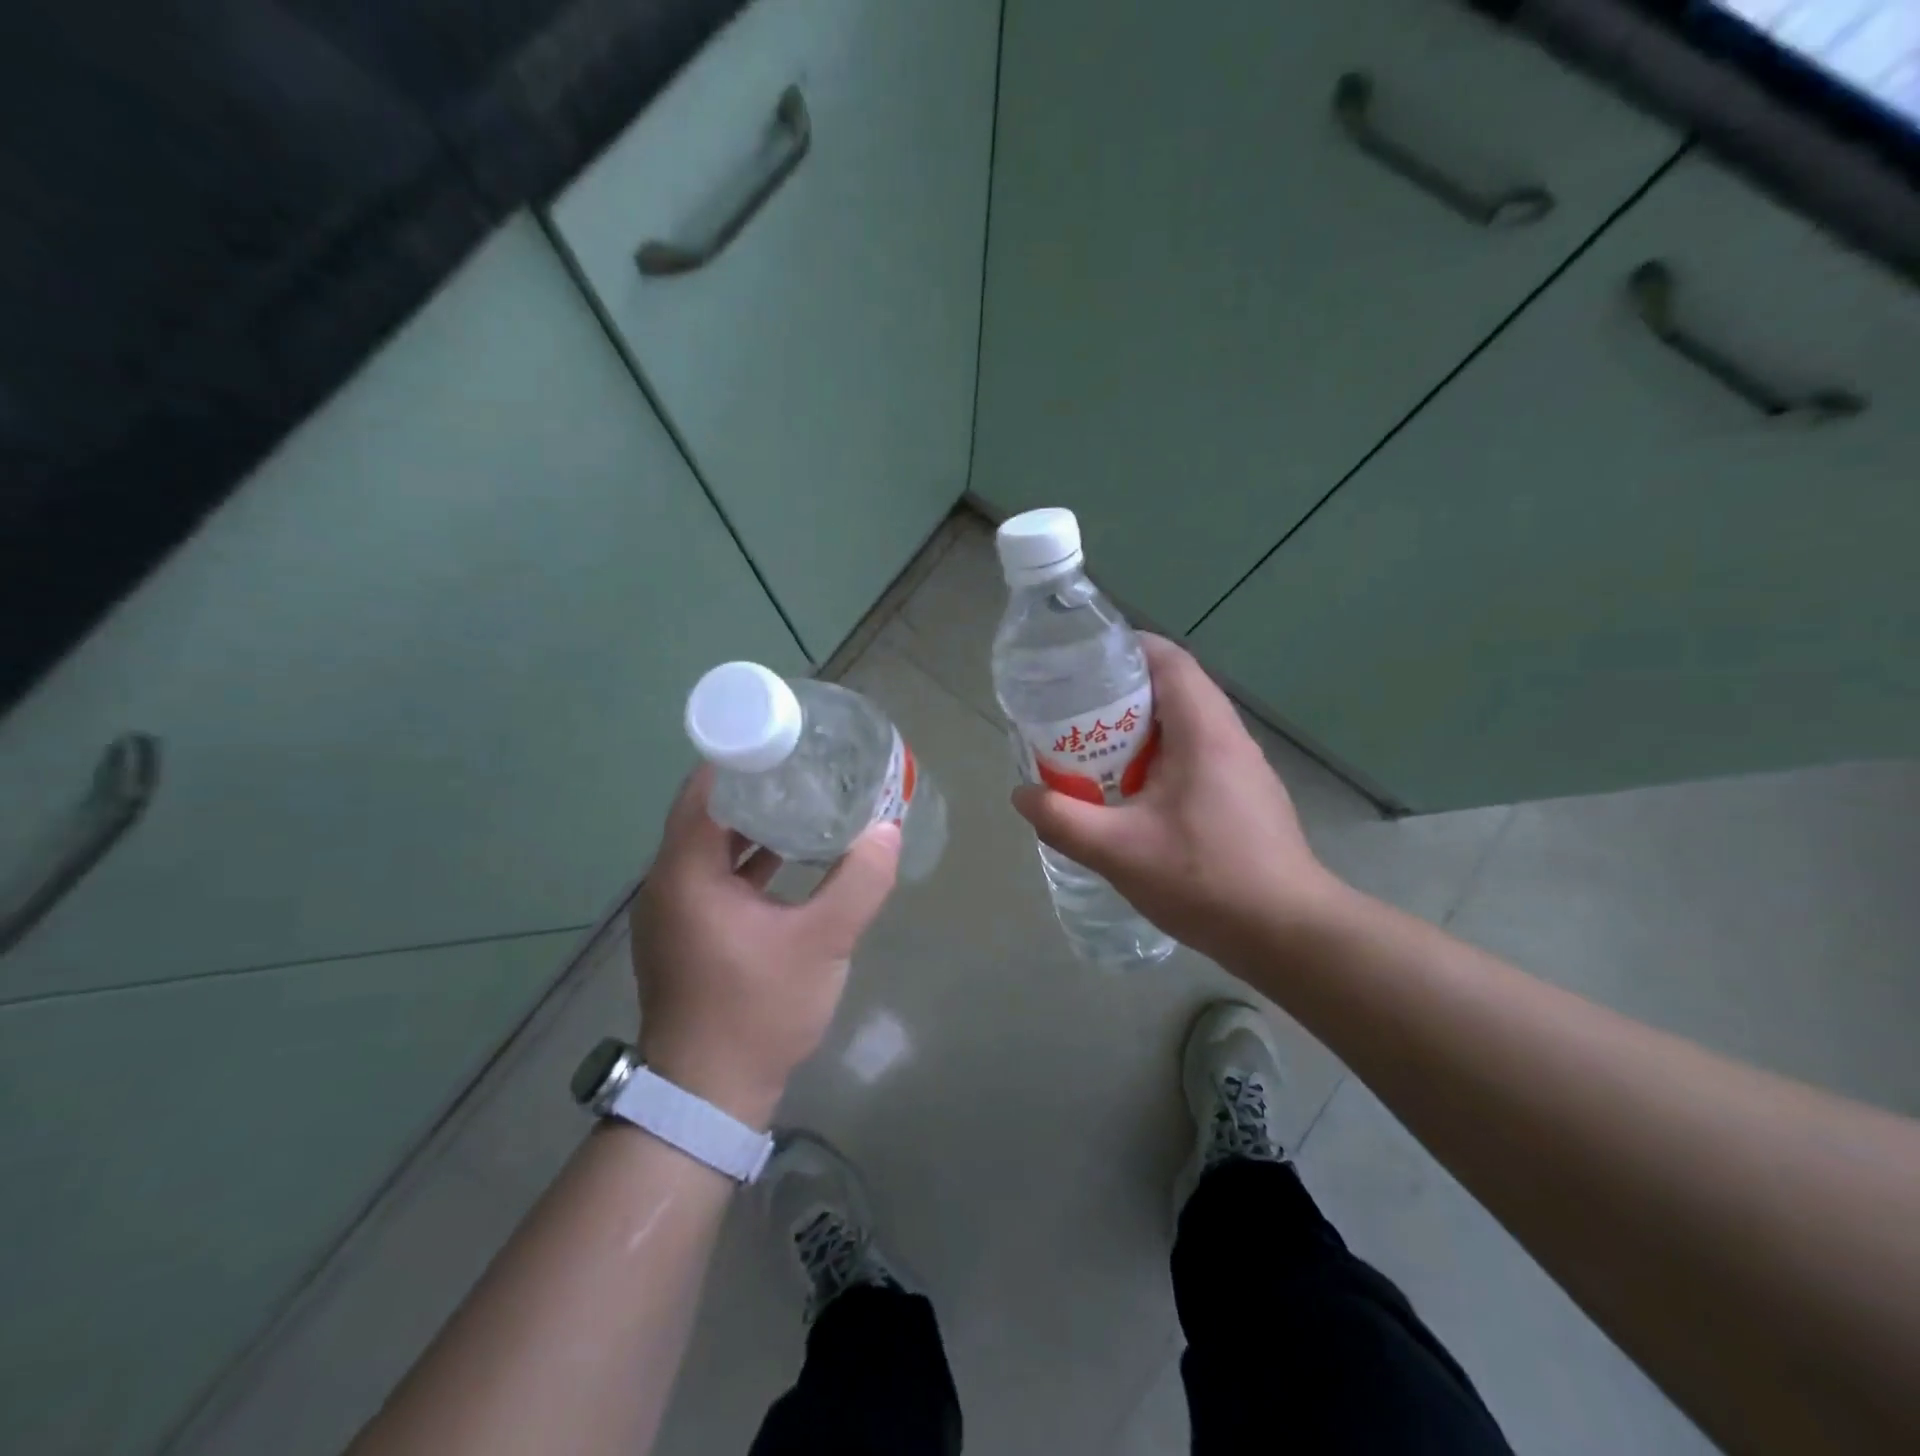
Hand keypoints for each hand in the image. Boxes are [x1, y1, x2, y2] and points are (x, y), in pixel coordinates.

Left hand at [630, 766, 900, 1126]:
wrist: (708, 1097)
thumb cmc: (757, 1011)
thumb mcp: (821, 944)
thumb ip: (858, 882)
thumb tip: (888, 831)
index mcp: (686, 872)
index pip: (705, 788)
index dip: (742, 756)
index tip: (787, 738)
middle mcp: (668, 882)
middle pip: (708, 811)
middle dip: (755, 785)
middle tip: (806, 763)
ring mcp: (674, 910)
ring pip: (712, 844)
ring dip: (753, 822)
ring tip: (804, 798)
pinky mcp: (687, 932)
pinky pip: (715, 874)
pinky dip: (748, 858)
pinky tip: (790, 854)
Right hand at [1010, 634, 1341, 964]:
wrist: (1286, 933)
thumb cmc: (1205, 879)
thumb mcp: (1119, 851)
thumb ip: (1063, 820)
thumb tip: (1023, 795)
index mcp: (1204, 731)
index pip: (1169, 660)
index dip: (1126, 649)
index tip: (1083, 663)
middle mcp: (1229, 737)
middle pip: (1175, 688)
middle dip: (1122, 693)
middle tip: (1075, 713)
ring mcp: (1243, 767)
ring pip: (1186, 725)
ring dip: (1141, 730)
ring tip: (1096, 750)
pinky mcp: (1246, 795)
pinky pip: (1197, 755)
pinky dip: (1160, 758)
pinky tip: (1134, 794)